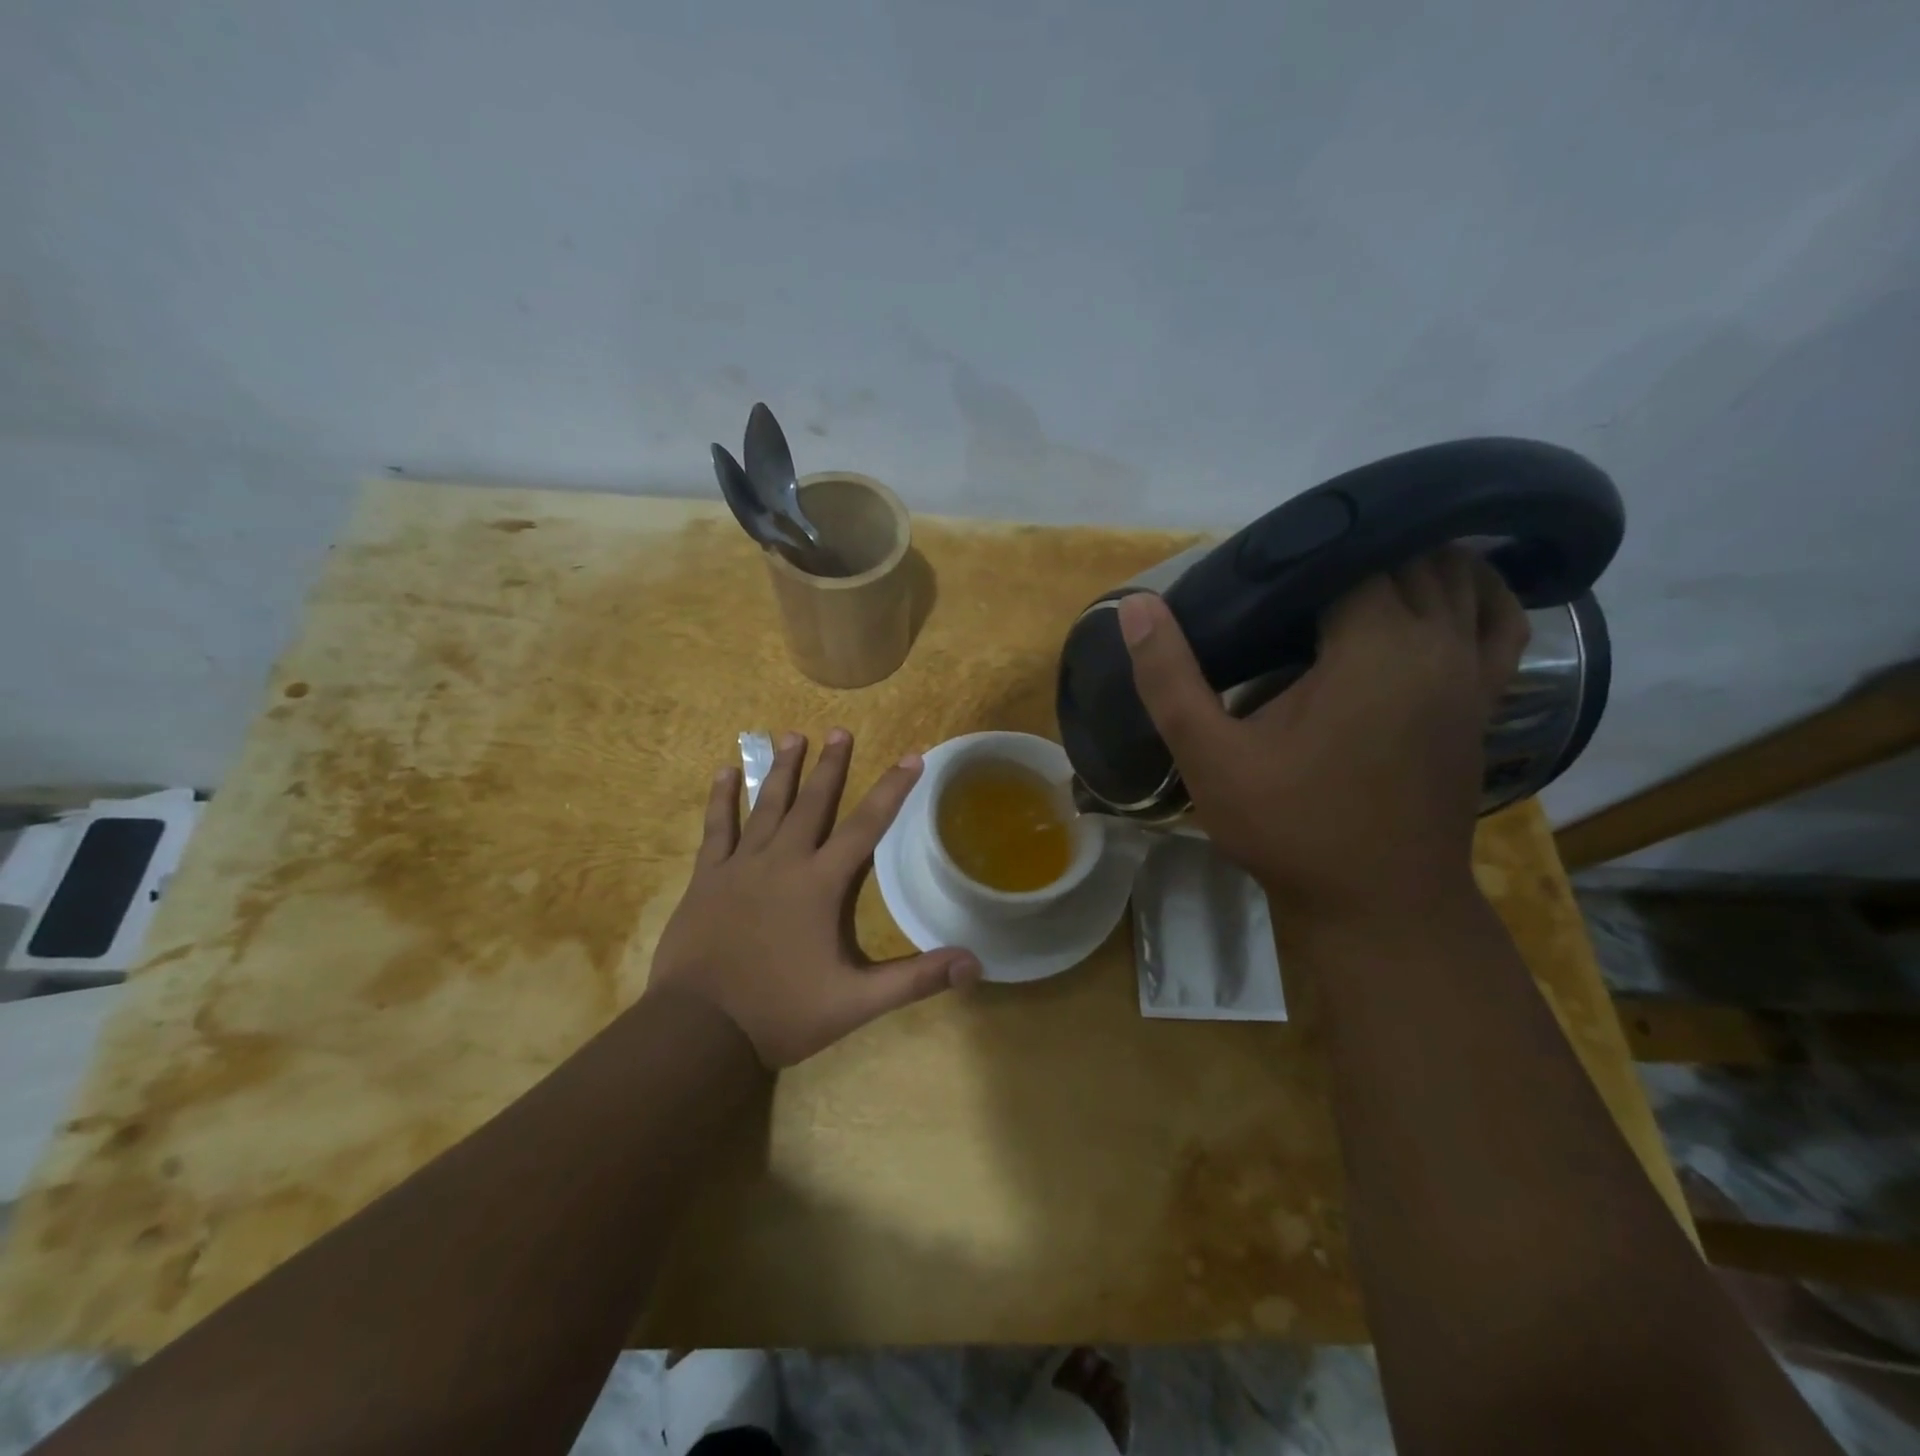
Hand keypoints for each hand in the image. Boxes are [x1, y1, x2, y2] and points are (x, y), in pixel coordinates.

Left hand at [647, 729, 981, 1067]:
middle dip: (830, 765)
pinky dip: (722, 798)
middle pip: (813, 803)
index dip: (892, 789)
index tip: (912, 756)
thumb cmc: (781, 1012)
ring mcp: (741, 866)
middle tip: (840, 731)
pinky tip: (725, 771)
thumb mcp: (856, 1002)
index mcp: (821, 884)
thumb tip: (975, 964)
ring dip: (782, 770)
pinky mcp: (707, 877)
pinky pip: (717, 827)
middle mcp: (783, 861)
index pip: (866, 826)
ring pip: (766, 805)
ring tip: (792, 736)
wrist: (700, 1030)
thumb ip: (915, 979)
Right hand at [1117, 547, 1527, 922]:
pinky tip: (1437, 597)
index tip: (1257, 566)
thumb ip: (1170, 679)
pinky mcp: (1484, 702)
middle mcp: (1436, 645)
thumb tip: (1135, 605)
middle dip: (1351, 550)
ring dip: (1410, 561)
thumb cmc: (1291, 829)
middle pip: (1408, 556)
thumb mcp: (1211, 758)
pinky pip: (1498, 622)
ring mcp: (1472, 673)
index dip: (1302, 550)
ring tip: (1350, 572)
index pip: (1350, 554)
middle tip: (1289, 573)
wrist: (1378, 906)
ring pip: (1459, 578)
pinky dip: (1474, 594)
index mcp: (1374, 648)